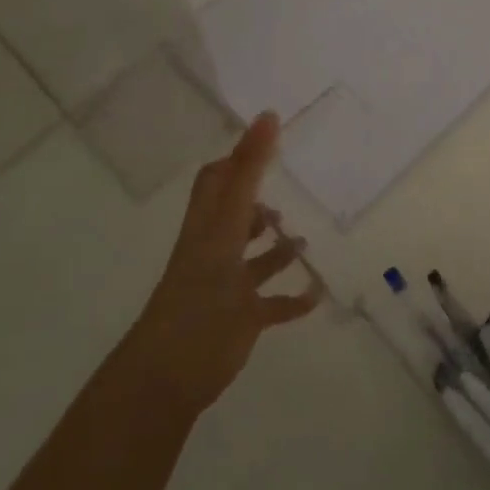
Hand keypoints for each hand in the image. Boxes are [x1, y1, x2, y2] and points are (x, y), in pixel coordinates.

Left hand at [122, 114, 322, 416]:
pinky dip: (294, 299)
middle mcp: (216, 251)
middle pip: (235, 218)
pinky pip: (273, 304)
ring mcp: (228, 287)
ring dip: (279, 250)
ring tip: (305, 241)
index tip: (267, 143)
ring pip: (255, 262)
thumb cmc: (200, 290)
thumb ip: (248, 172)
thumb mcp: (226, 223)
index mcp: (207, 225)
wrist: (173, 372)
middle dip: (258, 204)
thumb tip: (267, 116)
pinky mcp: (243, 320)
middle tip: (291, 190)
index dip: (236, 161)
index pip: (216, 181)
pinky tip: (316, 294)